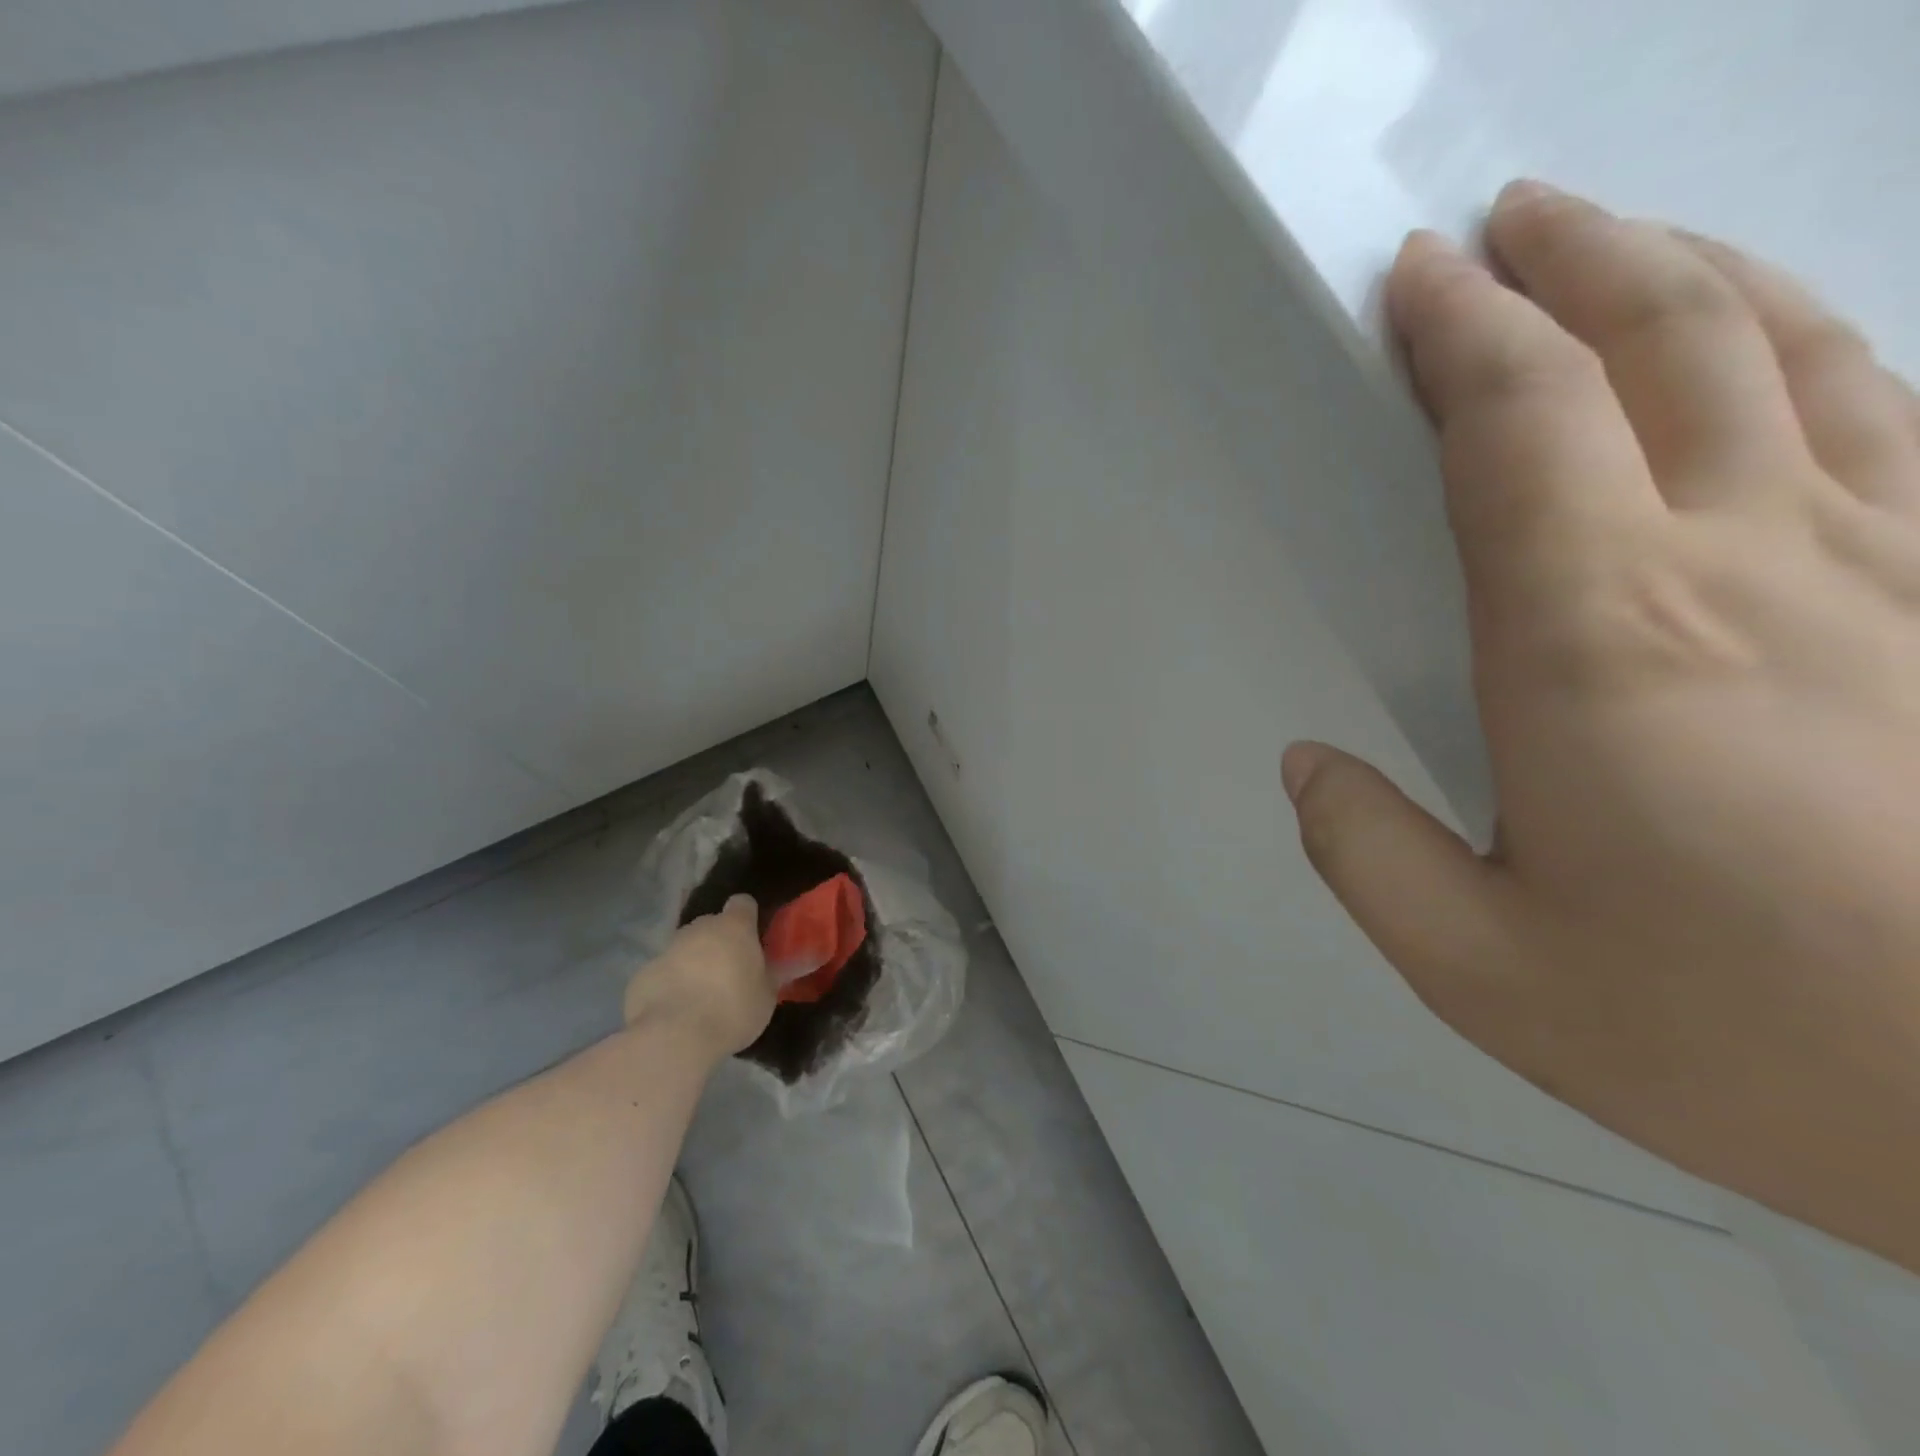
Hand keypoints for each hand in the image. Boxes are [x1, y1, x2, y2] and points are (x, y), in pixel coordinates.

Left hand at [623, 896, 774, 1060]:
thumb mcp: (766, 996)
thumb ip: (767, 975)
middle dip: (718, 943)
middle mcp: (699, 928)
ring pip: (684, 949)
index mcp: (734, 927)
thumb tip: (769, 968)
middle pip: (711, 926)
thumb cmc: (732, 1010)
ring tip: (699, 997)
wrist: (673, 1037)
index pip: (743, 903)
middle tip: (727, 973)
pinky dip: (669, 986)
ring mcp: (666, 949)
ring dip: (692, 964)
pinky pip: (662, 974)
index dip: (748, 918)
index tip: (751, 938)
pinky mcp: (641, 974)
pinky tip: (674, 1012)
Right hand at [1284, 181, 1919, 1270]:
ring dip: (1689, 276)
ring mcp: (1896, 568)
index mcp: (1597, 643)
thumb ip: (1364, 855)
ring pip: (1793, 352)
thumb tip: (1309, 769)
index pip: (1517, 427)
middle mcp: (1747, 564)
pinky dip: (1810, 348)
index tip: (1414, 279)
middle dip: (1573, 260)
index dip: (1459, 335)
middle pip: (1663, 345)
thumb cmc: (1730, 1038)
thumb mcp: (1477, 966)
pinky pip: (1894, 418)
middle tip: (1505, 223)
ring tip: (1619, 245)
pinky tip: (1774, 347)